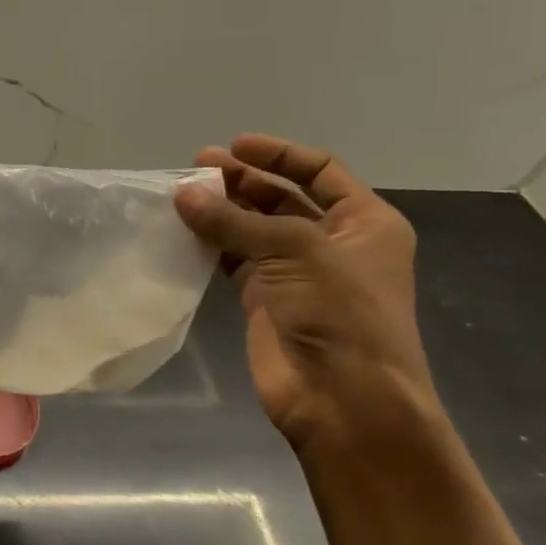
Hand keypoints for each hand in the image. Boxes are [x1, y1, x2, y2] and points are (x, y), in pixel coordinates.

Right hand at [174, 135, 439, 454]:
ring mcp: (297, 273)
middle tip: (195, 168)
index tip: (233, 146)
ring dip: (222, 211)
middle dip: (241, 181)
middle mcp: (332, 243)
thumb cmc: (340, 314)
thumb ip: (234, 221)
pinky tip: (183, 231)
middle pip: (282, 198)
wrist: (343, 398)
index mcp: (364, 223)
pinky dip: (210, 245)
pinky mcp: (265, 299)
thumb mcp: (295, 252)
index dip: (278, 155)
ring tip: (181, 196)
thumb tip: (181, 195)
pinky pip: (233, 260)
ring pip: (253, 229)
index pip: (320, 172)